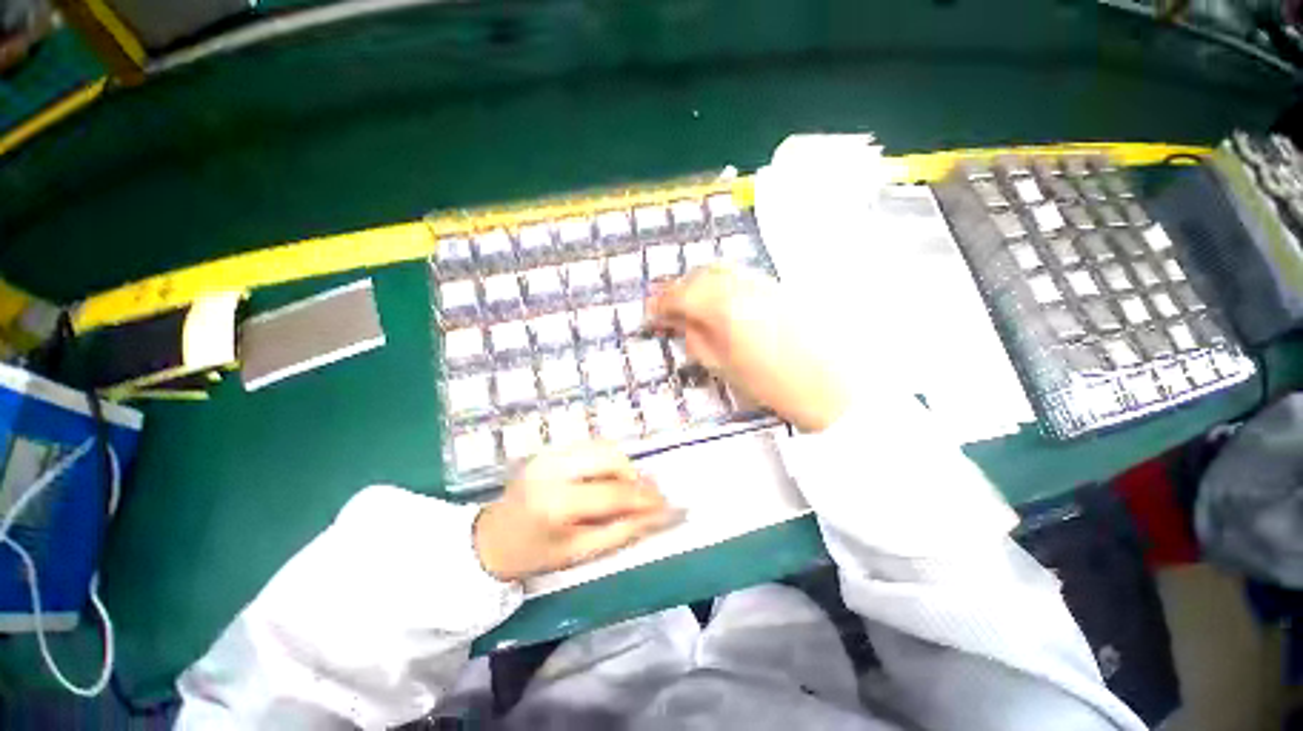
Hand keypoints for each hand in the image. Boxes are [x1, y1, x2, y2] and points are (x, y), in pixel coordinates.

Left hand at [473, 442, 680, 581]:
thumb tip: (658, 514)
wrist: (493, 538)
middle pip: (609, 456)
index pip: (613, 493)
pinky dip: (606, 460)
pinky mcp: (550, 449)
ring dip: (621, 465)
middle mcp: (553, 469)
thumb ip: (623, 530)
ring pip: (602, 447)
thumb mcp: (581, 552)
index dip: (643, 497)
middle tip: (642, 494)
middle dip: (632, 474)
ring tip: (624, 488)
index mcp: (556, 502)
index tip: (666, 502)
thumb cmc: (536, 553)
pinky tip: (605, 479)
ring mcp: (550, 454)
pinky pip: (590, 447)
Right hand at [647, 265, 848, 432]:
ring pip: (718, 269)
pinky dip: (719, 282)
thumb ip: (695, 338)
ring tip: (689, 303)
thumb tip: (678, 322)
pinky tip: (717, 299)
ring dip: (697, 282)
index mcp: (723, 306)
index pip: (680, 295)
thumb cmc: (772, 384)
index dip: (660, 303)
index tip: (650, 314)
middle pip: (697, 274)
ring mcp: (761, 279)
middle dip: (677, 289)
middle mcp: (740, 283)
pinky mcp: (775, 283)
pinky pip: (737, 274)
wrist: (831, 383)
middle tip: (666, 308)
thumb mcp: (723, 366)